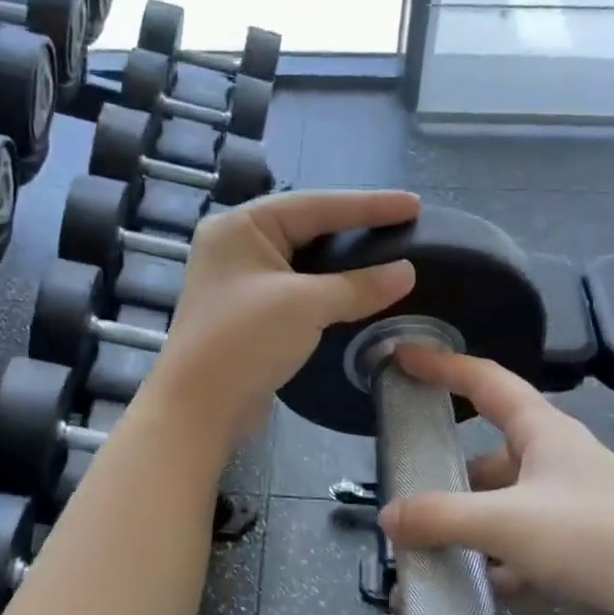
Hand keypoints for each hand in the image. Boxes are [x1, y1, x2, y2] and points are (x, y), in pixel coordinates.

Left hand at [148, 189, 420, 448]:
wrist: (198, 409)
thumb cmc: (245, 341)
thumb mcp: (306, 305)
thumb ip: (358, 285)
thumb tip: (407, 273)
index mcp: (242, 226)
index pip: (316, 205)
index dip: (369, 205)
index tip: (414, 204)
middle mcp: (237, 246)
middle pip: (308, 229)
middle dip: (356, 230)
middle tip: (406, 228)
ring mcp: (240, 282)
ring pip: (304, 263)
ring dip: (344, 265)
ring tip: (390, 257)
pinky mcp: (249, 315)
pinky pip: (297, 291)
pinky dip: (328, 291)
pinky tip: (358, 294)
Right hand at [377, 344, 613, 614]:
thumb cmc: (601, 538)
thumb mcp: (511, 521)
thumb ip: (442, 517)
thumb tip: (387, 516)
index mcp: (544, 434)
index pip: (486, 382)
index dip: (443, 365)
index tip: (401, 358)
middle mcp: (552, 466)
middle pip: (484, 458)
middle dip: (443, 475)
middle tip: (399, 493)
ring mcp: (562, 513)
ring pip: (496, 510)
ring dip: (459, 530)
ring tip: (415, 554)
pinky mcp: (571, 557)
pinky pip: (511, 553)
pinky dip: (482, 567)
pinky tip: (454, 588)